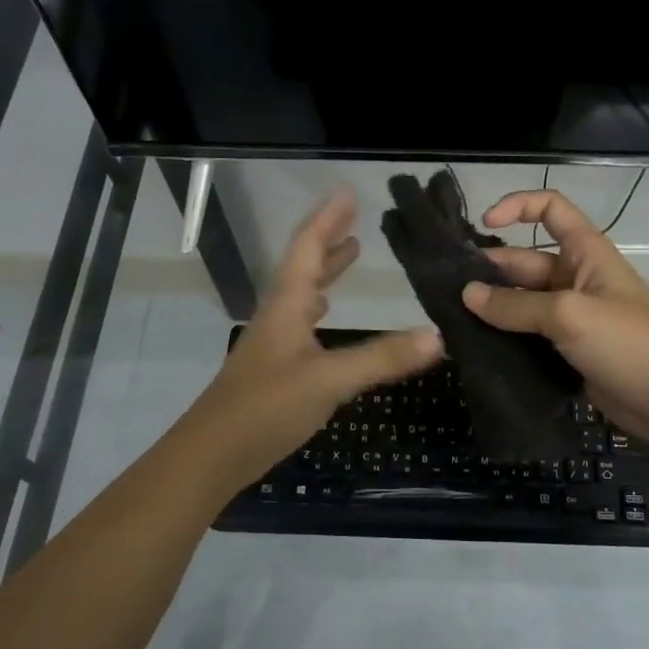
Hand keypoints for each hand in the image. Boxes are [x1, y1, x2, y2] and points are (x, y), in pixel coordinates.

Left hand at [188, 188, 442, 489]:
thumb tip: (438, 336)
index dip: (328, 219)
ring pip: (302, 293)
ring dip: (325, 270)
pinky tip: (325, 315)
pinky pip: (302, 322)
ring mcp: (274, 343)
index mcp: (287, 306)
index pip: (307, 249)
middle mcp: (279, 316)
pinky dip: (319, 306)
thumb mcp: (328, 381)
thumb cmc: (265, 408)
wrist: (211, 456)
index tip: (348, 192)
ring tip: (349, 253)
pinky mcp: (275, 368)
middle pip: (303, 265)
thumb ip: (381, 358)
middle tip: (354, 217)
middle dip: (328, 238)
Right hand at [461, 189, 648, 442]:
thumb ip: (516, 306)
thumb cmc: (628, 343)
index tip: (484, 224)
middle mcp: (575, 279)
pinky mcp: (567, 351)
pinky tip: (473, 349)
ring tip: (449, 321)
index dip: (517, 206)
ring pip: (522, 304)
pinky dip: (504, 340)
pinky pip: (528, 337)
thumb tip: (467, 295)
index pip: (550, 210)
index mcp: (585, 253)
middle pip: (524, 263)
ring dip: (492, 310)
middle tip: (445, 291)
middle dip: (489, 272)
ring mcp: (571, 318)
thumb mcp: (569, 315)